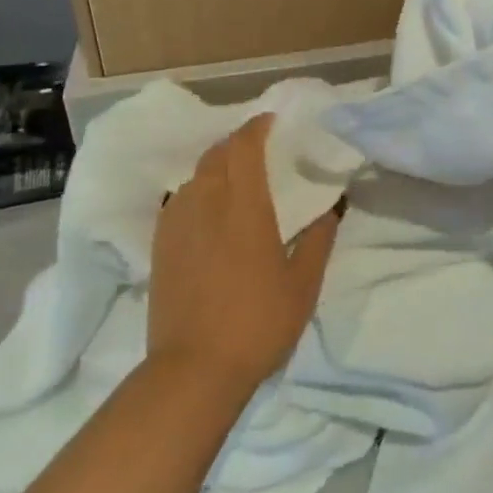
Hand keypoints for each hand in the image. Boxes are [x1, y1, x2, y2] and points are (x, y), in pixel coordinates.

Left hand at [146, 114, 340, 395]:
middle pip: (216, 153)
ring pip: (196, 175)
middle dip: (237, 142)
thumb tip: (332, 207)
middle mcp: (207, 202)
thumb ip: (319, 239)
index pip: (245, 146)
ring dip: (216, 165)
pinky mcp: (160, 245)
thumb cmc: (257, 323)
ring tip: (235, 178)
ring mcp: (178, 222)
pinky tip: (208, 209)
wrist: (193, 371)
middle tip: (258, 149)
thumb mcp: (303, 285)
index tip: (272, 121)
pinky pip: (179, 199)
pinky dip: (197, 190)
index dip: (257, 126)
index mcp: (244, 205)